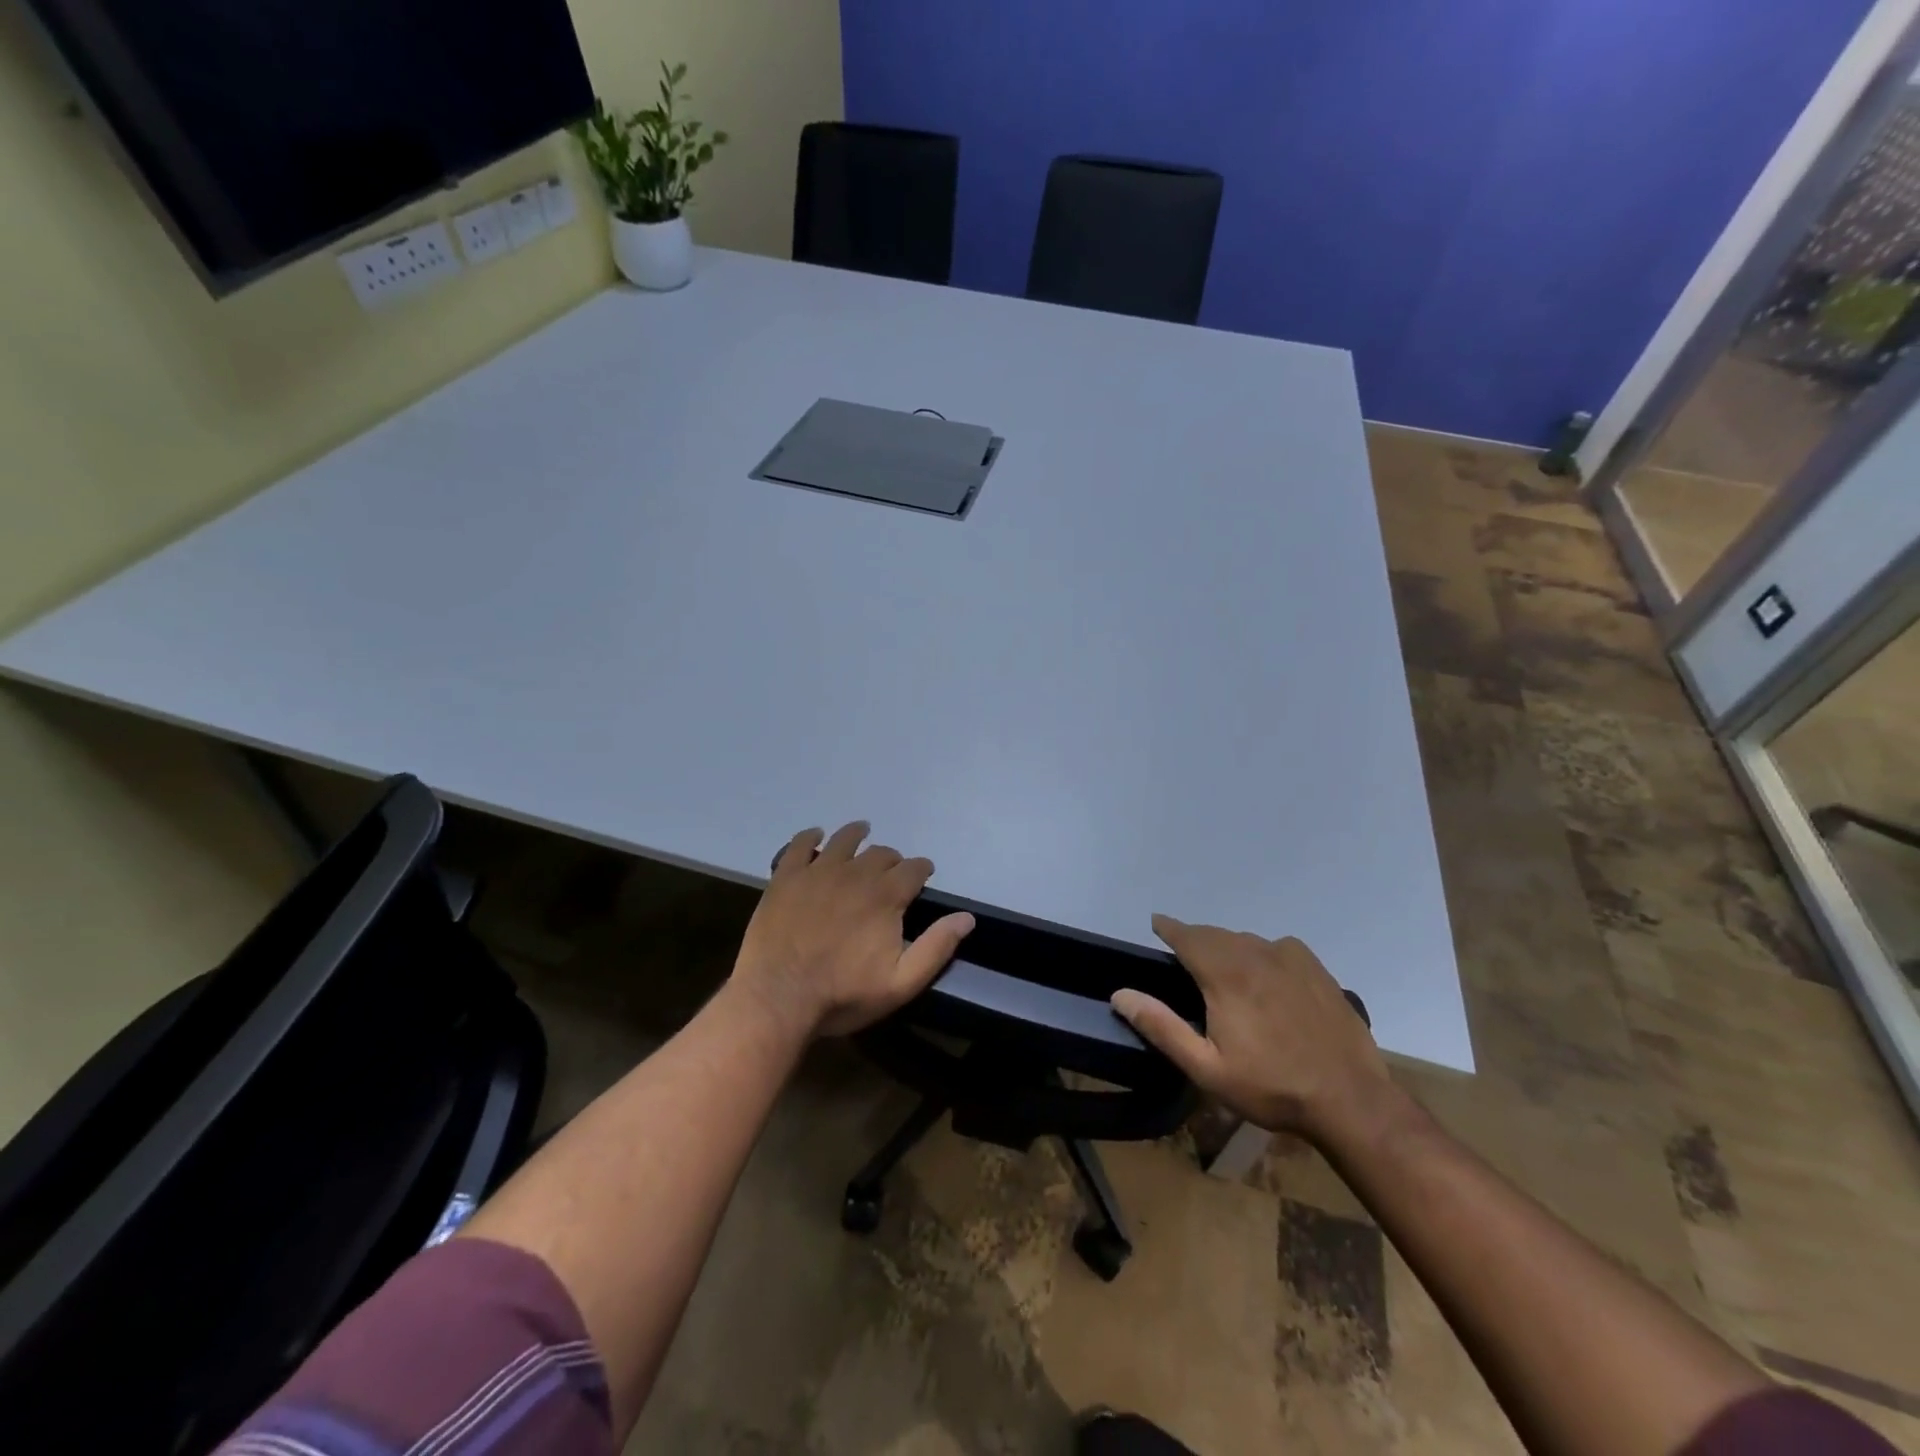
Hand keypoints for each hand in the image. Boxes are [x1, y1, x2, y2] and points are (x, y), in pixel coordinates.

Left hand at [731, 822, 974, 1040]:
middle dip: (892, 860)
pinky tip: (815, 836)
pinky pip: (800, 844)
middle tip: (891, 870)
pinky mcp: (786, 877)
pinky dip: (811, 836)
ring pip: (844, 840)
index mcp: (885, 896)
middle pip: (881, 853)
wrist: (778, 998)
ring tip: (861, 833)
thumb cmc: (843, 995)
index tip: (924, 875)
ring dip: (857, 835)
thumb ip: (936, 947)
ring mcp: (817, 872)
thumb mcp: (901, 983)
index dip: (922, 869)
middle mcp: (855, 873)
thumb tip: (966, 918)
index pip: (913, 869)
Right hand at [1110, 915, 1391, 1141]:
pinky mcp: (1316, 969)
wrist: (1350, 1101)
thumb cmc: (1270, 1087)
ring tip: (1223, 971)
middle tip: (1185, 958)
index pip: (1188, 936)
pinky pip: (1277, 948)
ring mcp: (1290, 958)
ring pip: (1246, 940)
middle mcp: (1255, 954)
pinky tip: (1266, 976)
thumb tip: (1121, 994)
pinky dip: (1261, 953)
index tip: (1156, 922)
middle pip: (1215, 935)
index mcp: (1225, 975)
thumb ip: (1162, 1027)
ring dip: (1228, 948)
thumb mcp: (1206, 1068)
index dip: (1169, 927)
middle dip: (1196, 940)